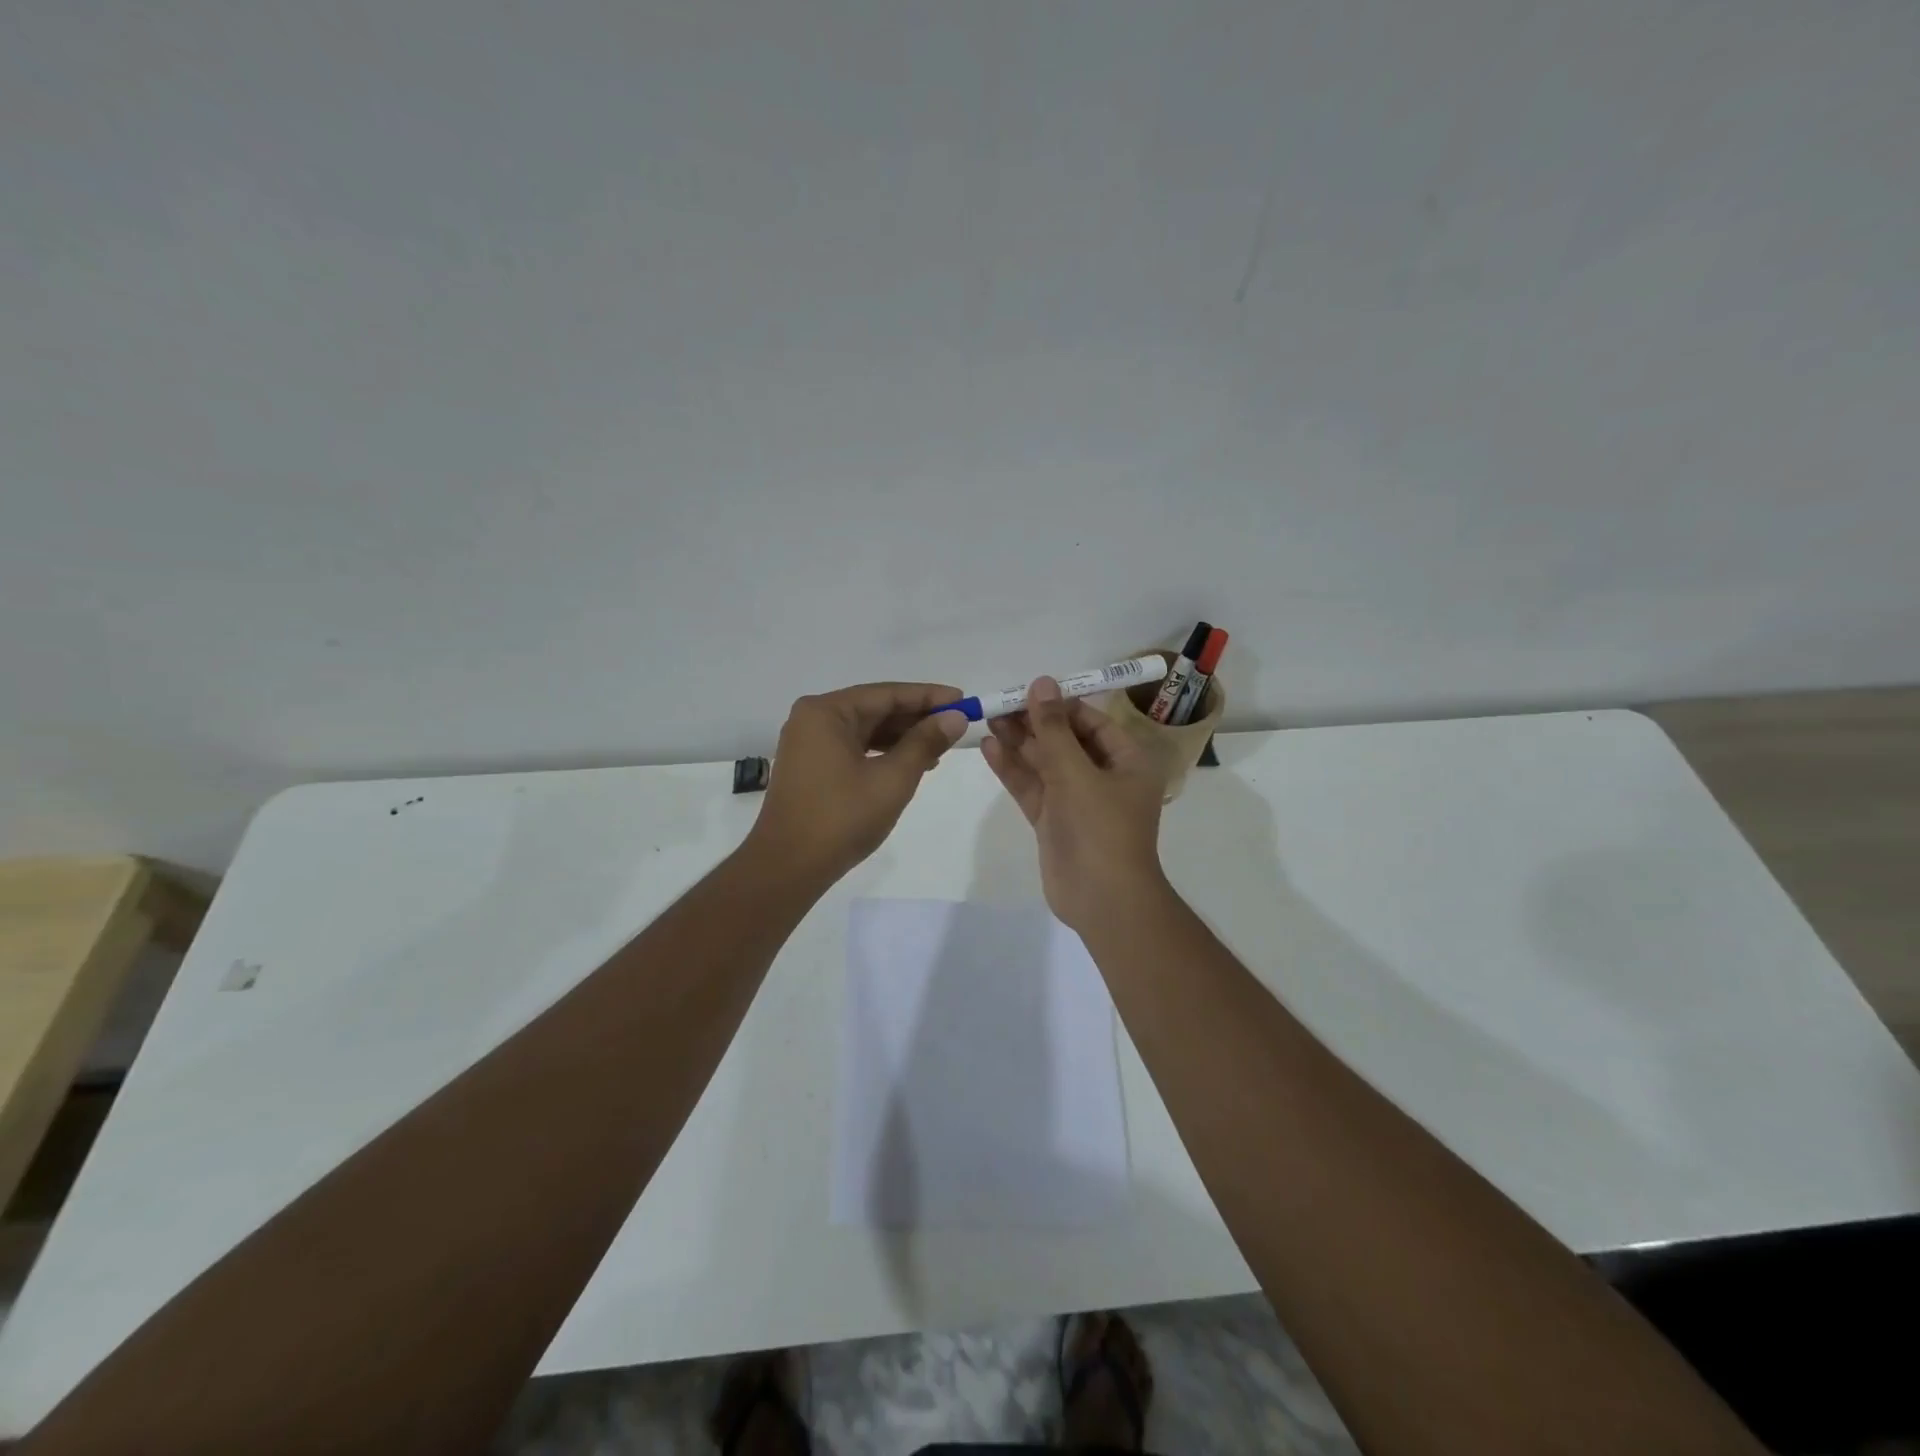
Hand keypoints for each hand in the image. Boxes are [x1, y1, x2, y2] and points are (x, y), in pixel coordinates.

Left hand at [747, 682, 968, 882]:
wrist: (789, 867)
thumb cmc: (842, 818)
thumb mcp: (893, 778)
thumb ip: (925, 743)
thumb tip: (955, 717)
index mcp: (826, 712)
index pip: (887, 694)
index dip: (929, 696)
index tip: (963, 700)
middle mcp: (813, 719)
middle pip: (875, 709)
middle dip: (917, 718)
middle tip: (957, 725)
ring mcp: (809, 744)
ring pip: (866, 730)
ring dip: (903, 738)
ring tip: (940, 749)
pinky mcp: (811, 767)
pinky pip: (854, 748)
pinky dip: (883, 754)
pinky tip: (912, 765)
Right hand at [981, 677, 1168, 932]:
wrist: (1102, 900)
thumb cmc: (1101, 828)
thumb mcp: (1077, 772)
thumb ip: (1054, 729)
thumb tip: (1042, 683)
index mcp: (1127, 762)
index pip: (1092, 722)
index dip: (1061, 705)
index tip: (1028, 690)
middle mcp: (1104, 777)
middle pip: (1065, 741)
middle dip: (1034, 723)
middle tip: (1000, 704)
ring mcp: (1077, 801)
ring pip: (1045, 764)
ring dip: (1019, 743)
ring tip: (988, 719)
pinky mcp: (1054, 821)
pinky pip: (1033, 787)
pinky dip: (1013, 769)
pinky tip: (989, 748)